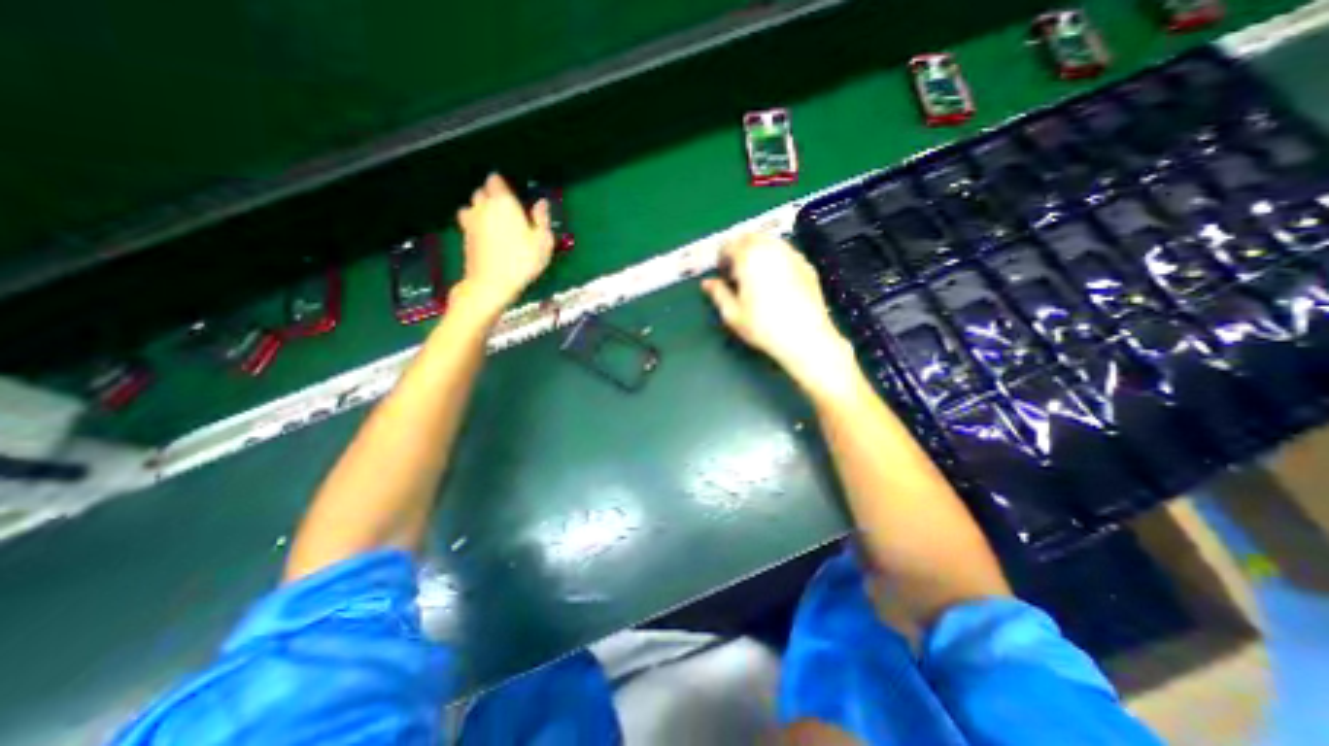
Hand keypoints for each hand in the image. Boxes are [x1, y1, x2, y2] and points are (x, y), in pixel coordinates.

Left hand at [457, 171, 555, 310]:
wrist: (491, 284)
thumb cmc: (522, 261)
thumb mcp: (543, 242)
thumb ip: (542, 219)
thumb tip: (542, 203)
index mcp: (504, 202)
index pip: (496, 180)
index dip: (503, 185)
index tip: (513, 195)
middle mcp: (483, 206)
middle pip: (482, 191)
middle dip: (492, 196)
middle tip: (508, 210)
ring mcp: (470, 222)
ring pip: (472, 206)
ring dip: (481, 210)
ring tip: (496, 223)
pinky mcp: (464, 237)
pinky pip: (469, 223)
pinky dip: (476, 225)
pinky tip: (488, 238)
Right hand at [705, 233, 863, 397]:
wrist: (805, 337)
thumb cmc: (764, 327)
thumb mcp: (733, 314)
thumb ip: (718, 294)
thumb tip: (707, 284)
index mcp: (749, 258)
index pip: (729, 245)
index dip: (722, 257)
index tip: (722, 272)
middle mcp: (771, 249)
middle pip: (750, 237)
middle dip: (740, 249)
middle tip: (736, 271)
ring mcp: (792, 255)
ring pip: (770, 241)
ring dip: (758, 250)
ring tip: (754, 275)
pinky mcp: (806, 265)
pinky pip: (786, 252)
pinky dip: (776, 258)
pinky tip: (775, 280)